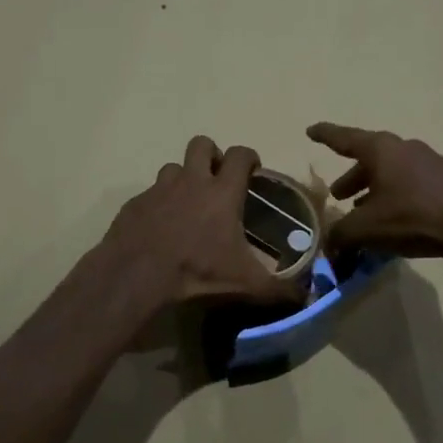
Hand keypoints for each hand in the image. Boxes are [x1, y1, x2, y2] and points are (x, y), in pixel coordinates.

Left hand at [101, 136, 305, 308]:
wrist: (138, 275)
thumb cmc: (198, 271)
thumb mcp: (245, 283)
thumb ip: (278, 289)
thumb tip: (307, 298)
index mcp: (222, 192)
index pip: (239, 155)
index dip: (249, 157)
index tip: (252, 170)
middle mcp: (191, 181)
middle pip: (202, 144)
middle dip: (211, 155)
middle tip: (217, 179)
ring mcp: (159, 190)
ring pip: (173, 167)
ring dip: (183, 178)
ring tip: (188, 203)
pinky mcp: (135, 204)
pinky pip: (150, 194)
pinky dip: (158, 204)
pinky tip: (161, 227)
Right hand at [307, 122, 442, 263]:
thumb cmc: (412, 217)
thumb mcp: (367, 229)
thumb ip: (341, 234)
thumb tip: (329, 243)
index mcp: (381, 150)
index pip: (344, 138)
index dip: (325, 135)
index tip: (311, 131)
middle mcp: (405, 148)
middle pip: (370, 159)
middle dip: (352, 176)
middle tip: (338, 195)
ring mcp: (430, 162)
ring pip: (392, 173)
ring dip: (375, 189)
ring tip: (364, 210)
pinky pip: (412, 185)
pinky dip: (396, 197)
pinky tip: (395, 219)